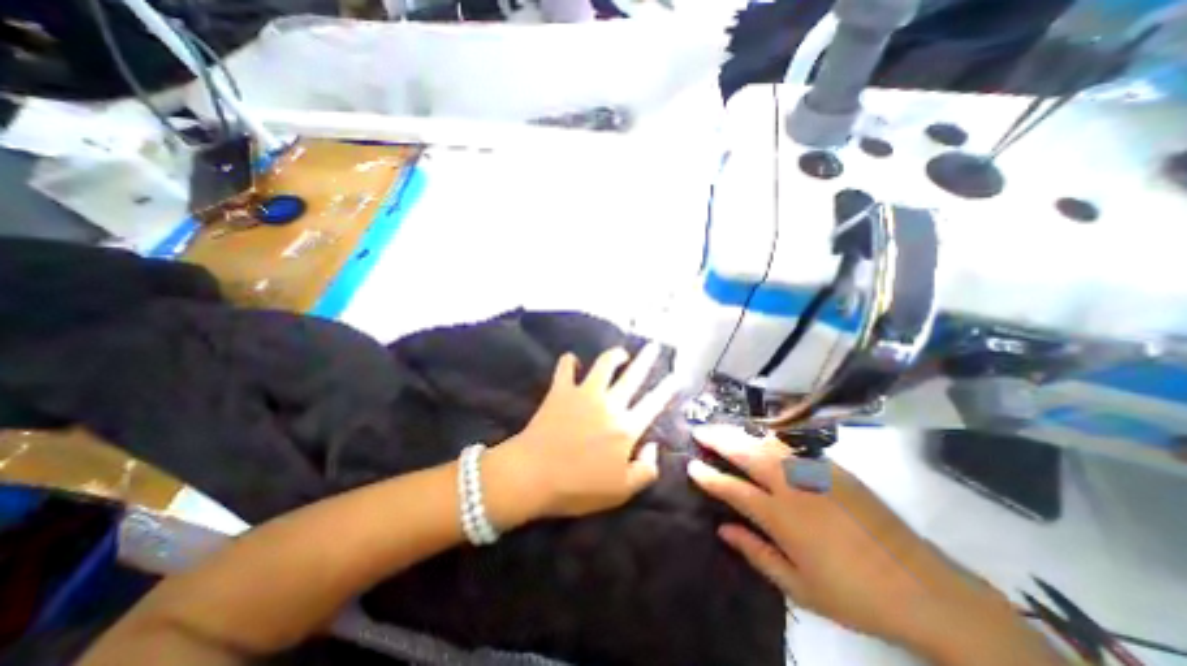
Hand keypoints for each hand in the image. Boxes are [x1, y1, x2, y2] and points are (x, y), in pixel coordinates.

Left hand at [492, 346, 675, 522]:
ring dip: (614, 355)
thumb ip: (646, 470)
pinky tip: (573, 361)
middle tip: (654, 346)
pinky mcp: (561, 390)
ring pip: (604, 364)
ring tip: (621, 353)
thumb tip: (652, 447)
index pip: (653, 403)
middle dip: (647, 358)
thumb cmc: (578, 487)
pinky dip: (570, 361)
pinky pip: (566, 367)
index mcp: (626, 428)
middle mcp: (609, 404)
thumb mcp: (621, 491)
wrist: (533, 475)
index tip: (676, 376)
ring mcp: (584, 393)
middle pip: (633, 375)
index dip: (667, 388)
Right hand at [686, 426, 1019, 651]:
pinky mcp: (834, 468)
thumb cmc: (854, 595)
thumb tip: (723, 529)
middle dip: (719, 439)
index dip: (709, 476)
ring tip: (723, 429)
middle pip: (747, 453)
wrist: (925, 588)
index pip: (733, 489)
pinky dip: (767, 438)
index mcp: (782, 518)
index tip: (691, 465)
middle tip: (699, 431)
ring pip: (768, 443)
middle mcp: (794, 487)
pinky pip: (791, 446)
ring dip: (741, 434)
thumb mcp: (799, 588)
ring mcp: (815, 472)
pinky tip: (759, 438)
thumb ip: (756, 553)